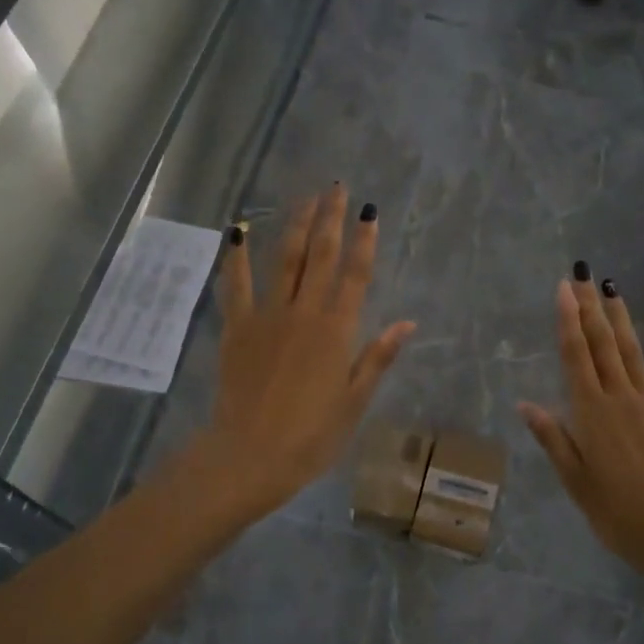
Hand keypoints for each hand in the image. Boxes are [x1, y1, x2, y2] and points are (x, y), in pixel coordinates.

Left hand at [189, 184, 414, 523]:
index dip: (365, 241)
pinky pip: (236, 285)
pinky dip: (236, 257)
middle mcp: (305, 313)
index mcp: (337, 331)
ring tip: (305, 197)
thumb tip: (407, 323)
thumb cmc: (311, 436)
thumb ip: (377, 357)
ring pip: (285, 260)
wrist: (250, 456)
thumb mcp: (354, 402)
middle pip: (321, 256)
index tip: (370, 211)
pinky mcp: (237, 327)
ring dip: (296, 225)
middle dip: (330, 219)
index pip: (356, 275)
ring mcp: (267, 316)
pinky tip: (238, 231)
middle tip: (336, 187)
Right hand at [518, 275, 643, 600]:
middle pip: (601, 344)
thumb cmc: (616, 513)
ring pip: (632, 351)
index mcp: (591, 413)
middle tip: (583, 275)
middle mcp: (619, 398)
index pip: (575, 356)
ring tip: (612, 289)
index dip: (568, 320)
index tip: (563, 289)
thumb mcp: (575, 481)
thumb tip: (526, 403)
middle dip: (590, 308)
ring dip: (620, 319)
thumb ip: (553, 438)